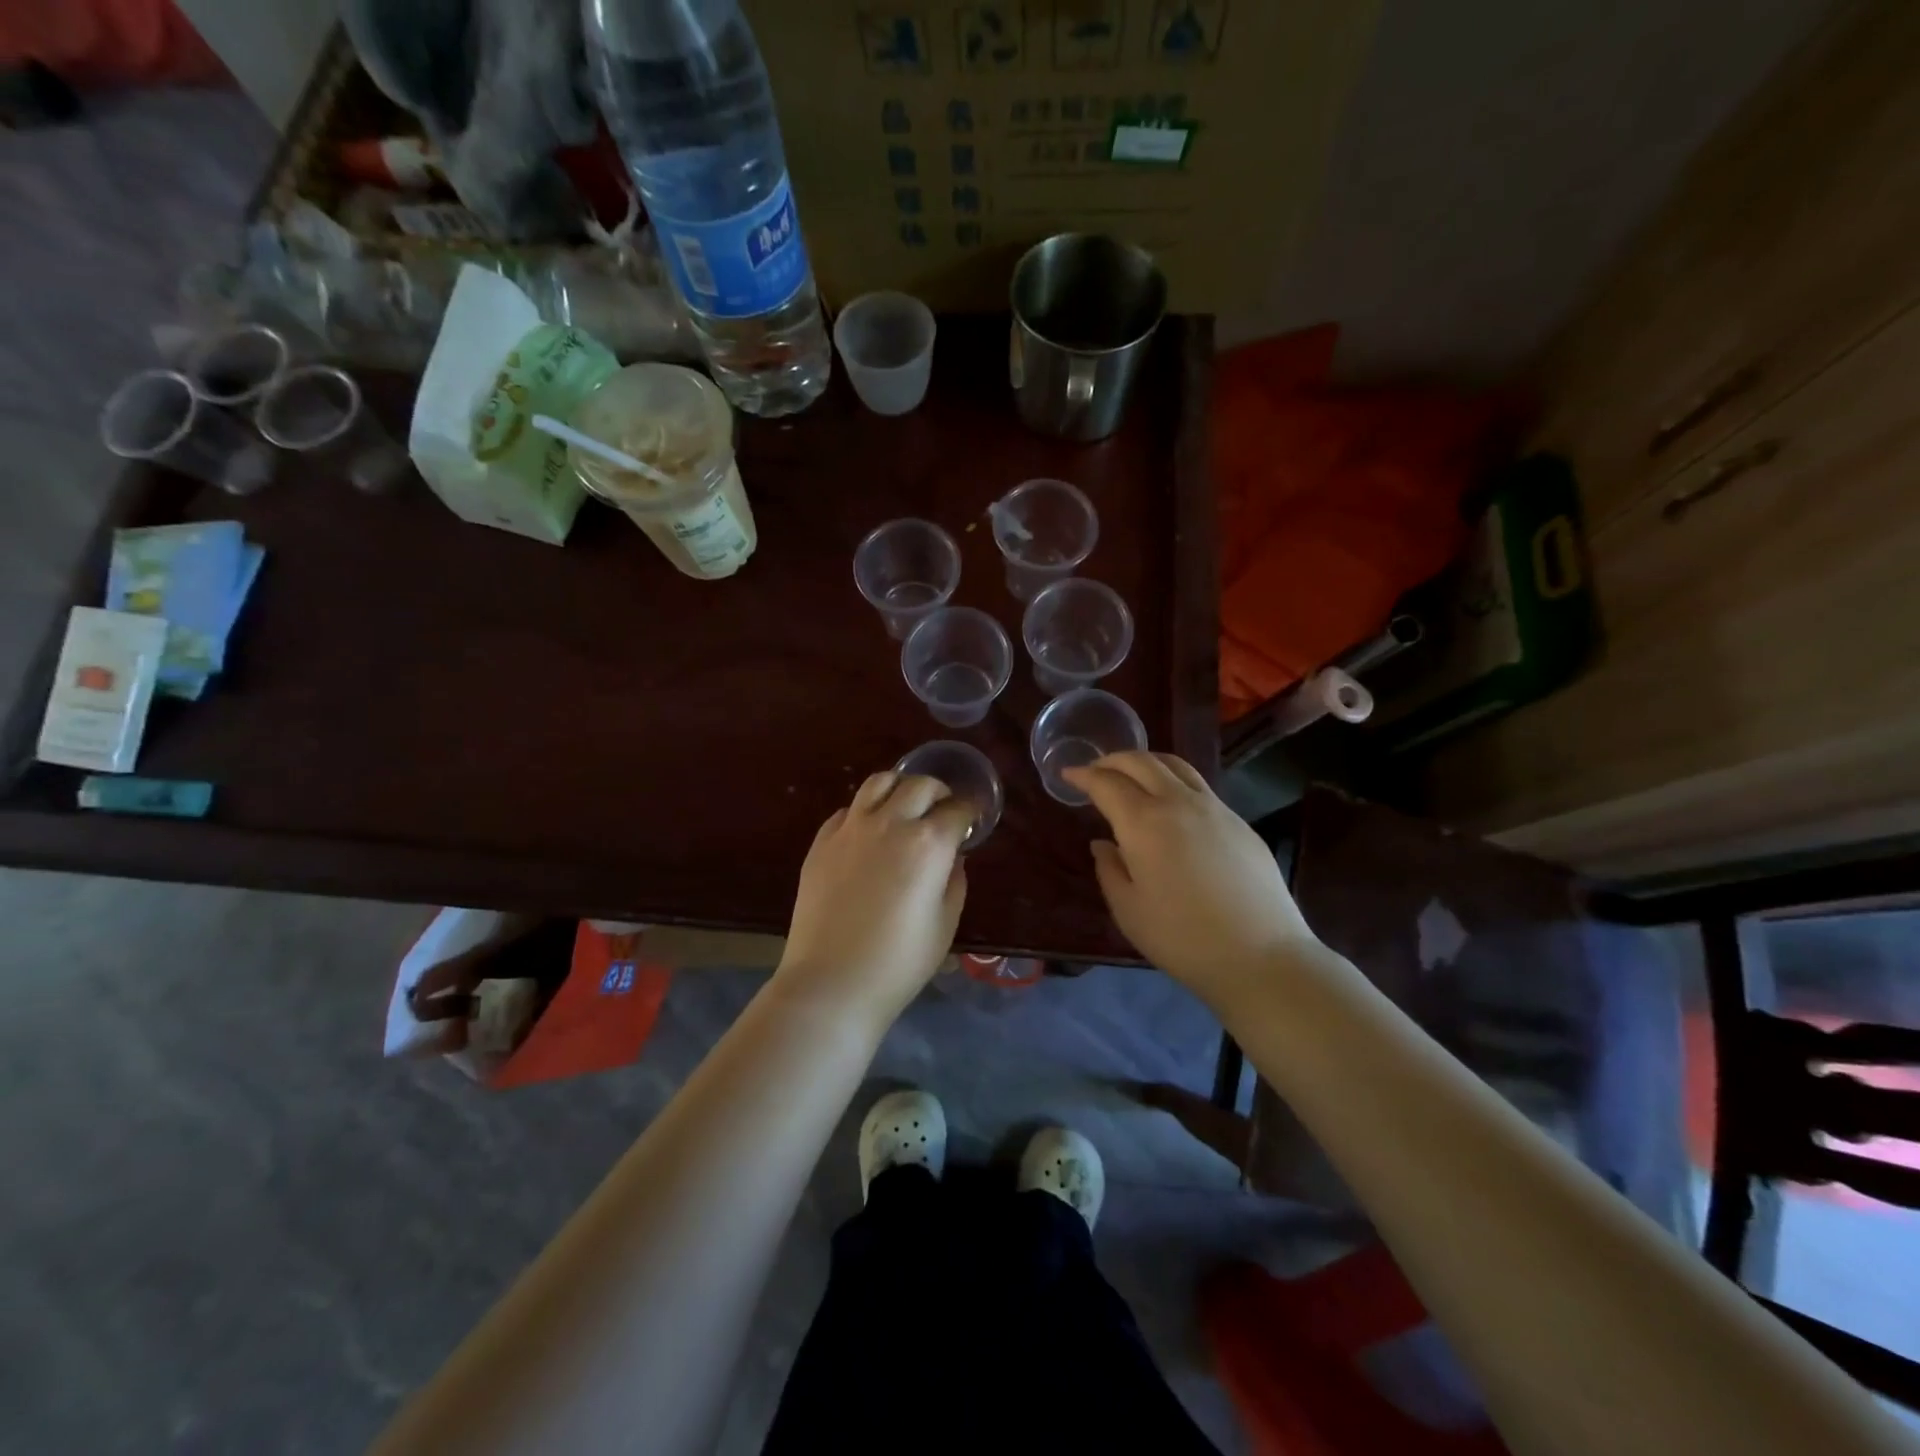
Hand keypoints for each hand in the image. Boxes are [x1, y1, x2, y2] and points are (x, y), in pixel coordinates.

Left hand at [776, 771, 972, 1024]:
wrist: (832, 982)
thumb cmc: (899, 962)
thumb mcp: (945, 924)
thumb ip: (954, 881)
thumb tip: (951, 857)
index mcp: (928, 843)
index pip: (958, 810)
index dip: (970, 813)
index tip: (973, 820)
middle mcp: (890, 823)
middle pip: (920, 785)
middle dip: (939, 793)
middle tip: (943, 812)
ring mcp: (851, 828)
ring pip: (879, 782)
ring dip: (900, 788)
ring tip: (904, 807)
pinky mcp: (821, 841)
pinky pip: (847, 810)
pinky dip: (864, 812)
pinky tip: (868, 834)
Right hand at [1064, 752, 1319, 1002]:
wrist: (1260, 956)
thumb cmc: (1182, 938)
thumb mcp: (1128, 910)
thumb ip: (1109, 869)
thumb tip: (1104, 844)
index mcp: (1143, 822)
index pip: (1106, 783)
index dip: (1084, 776)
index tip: (1068, 775)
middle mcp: (1178, 802)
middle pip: (1141, 762)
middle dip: (1112, 760)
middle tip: (1095, 770)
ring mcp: (1215, 808)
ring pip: (1175, 765)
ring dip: (1146, 762)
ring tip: (1132, 775)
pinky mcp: (1239, 822)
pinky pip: (1199, 787)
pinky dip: (1173, 781)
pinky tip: (1171, 804)